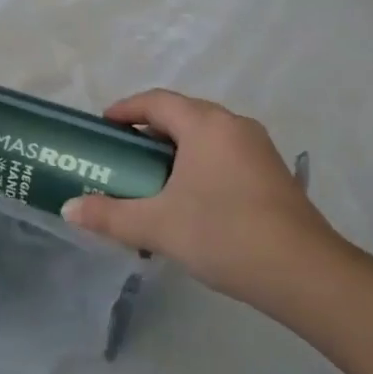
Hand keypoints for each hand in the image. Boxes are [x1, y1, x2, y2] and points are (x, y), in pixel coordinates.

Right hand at [62, 90, 344, 305]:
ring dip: (177, 152)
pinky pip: (225, 157)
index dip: (126, 109)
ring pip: (206, 138)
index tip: (104, 125)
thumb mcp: (157, 226)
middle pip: (183, 116)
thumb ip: (109, 214)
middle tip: (124, 156)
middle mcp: (234, 126)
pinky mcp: (273, 174)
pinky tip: (190, 202)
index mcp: (206, 125)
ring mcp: (259, 149)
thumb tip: (68, 208)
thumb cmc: (223, 233)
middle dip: (150, 132)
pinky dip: (200, 167)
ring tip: (152, 181)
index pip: (157, 102)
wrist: (303, 272)